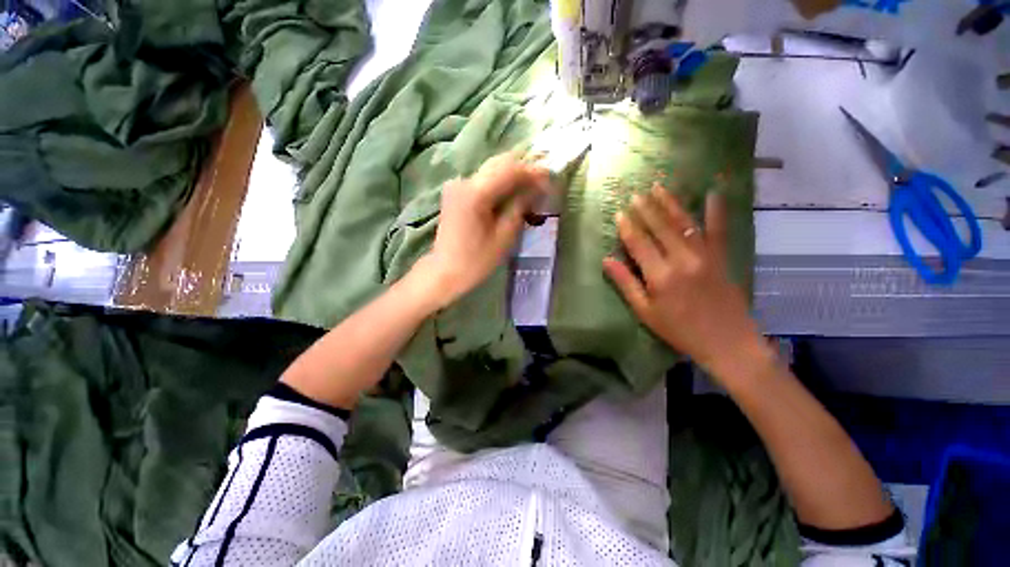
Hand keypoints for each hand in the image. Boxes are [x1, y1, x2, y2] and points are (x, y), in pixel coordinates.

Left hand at [417, 153, 549, 306]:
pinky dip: (500, 181)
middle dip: (524, 168)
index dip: (532, 172)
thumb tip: (536, 187)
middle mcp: (464, 181)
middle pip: (499, 163)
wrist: (445, 272)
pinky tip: (513, 190)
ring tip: (532, 185)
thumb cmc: (476, 260)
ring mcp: (457, 185)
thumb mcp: (504, 236)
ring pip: (491, 169)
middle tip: (543, 180)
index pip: (510, 170)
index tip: (550, 177)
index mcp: (475, 193)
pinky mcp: (456, 192)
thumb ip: (520, 206)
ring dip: (513, 173)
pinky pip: (483, 179)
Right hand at [603, 183, 765, 379]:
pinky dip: (716, 210)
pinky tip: (713, 192)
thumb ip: (626, 283)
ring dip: (670, 203)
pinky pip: (718, 229)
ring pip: (684, 223)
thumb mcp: (645, 312)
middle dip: (646, 208)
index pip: (639, 243)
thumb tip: (606, 260)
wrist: (727, 342)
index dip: (627, 227)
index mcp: (660, 275)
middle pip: (660, 228)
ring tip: (659, 186)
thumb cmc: (679, 330)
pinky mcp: (721, 257)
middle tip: (636, 193)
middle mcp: (682, 259)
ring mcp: (704, 256)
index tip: (618, 213)